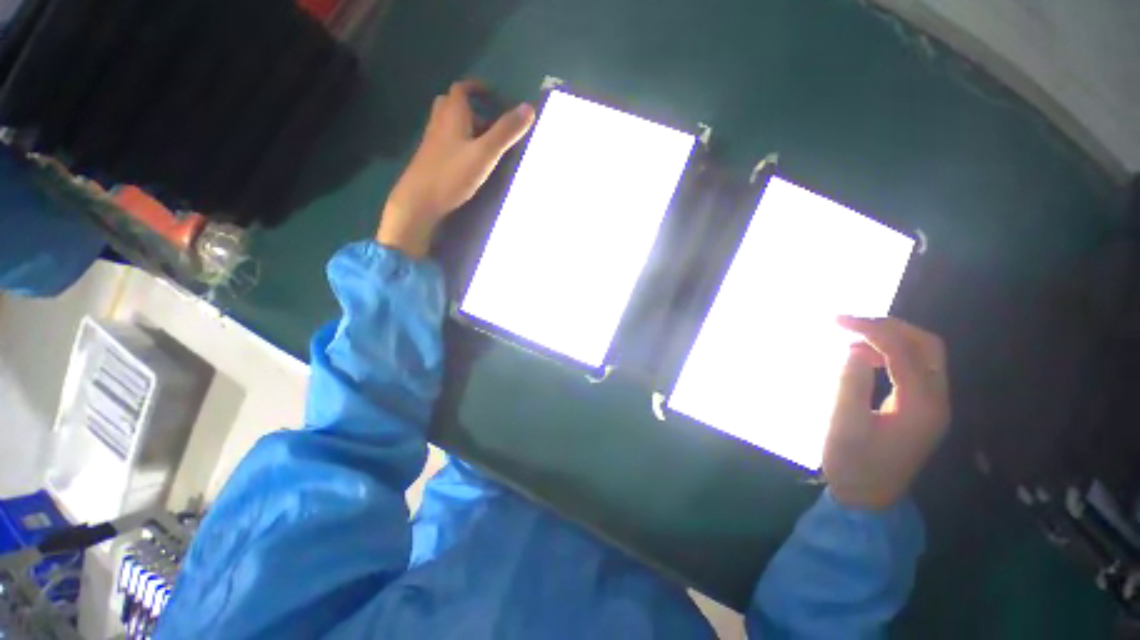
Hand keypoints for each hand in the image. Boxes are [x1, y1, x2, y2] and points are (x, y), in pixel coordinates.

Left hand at [377, 80, 535, 256]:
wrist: (419, 200)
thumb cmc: (452, 174)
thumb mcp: (485, 153)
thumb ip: (505, 132)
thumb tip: (529, 108)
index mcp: (452, 115)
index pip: (462, 89)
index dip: (478, 87)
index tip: (494, 95)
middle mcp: (439, 122)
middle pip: (454, 105)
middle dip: (474, 109)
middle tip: (492, 123)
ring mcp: (433, 141)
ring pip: (450, 124)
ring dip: (467, 127)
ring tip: (486, 143)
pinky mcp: (431, 158)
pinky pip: (448, 141)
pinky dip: (461, 142)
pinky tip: (471, 160)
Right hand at [824, 317, 950, 509]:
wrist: (869, 500)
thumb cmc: (854, 465)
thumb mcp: (845, 425)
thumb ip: (850, 384)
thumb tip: (856, 351)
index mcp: (920, 406)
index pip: (902, 352)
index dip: (871, 329)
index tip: (837, 320)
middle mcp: (937, 401)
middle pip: (927, 346)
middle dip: (890, 327)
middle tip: (853, 323)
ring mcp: (933, 405)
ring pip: (925, 355)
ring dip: (892, 339)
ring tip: (855, 340)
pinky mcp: (923, 409)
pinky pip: (916, 368)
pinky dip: (892, 355)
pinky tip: (867, 360)